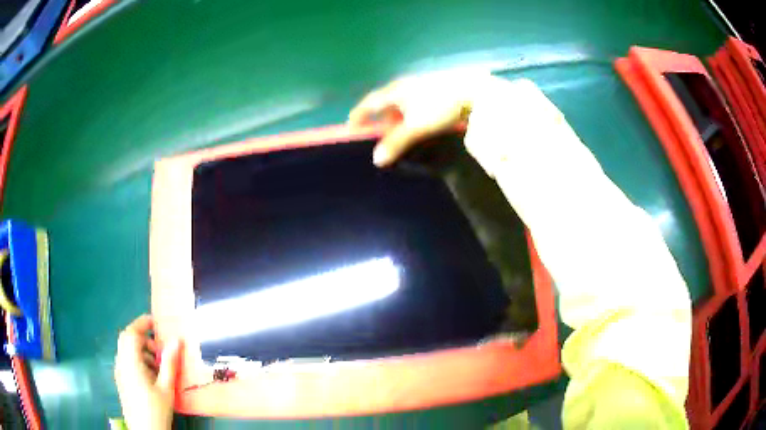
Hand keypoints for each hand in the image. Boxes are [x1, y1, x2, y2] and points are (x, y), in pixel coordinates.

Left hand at [114, 315, 182, 429]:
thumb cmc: (156, 409)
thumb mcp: (166, 388)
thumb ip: (169, 363)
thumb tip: (177, 340)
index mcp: (130, 363)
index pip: (131, 333)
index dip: (141, 323)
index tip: (156, 321)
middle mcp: (121, 363)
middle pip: (127, 340)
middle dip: (144, 338)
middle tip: (160, 349)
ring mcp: (119, 372)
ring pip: (127, 351)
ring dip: (142, 351)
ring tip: (159, 366)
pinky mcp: (121, 380)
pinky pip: (127, 361)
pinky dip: (138, 360)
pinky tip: (152, 376)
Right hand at [348, 70, 491, 166]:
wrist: (472, 90)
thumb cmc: (440, 106)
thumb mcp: (416, 127)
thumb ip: (396, 142)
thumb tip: (376, 159)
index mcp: (395, 91)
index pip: (369, 102)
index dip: (358, 114)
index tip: (350, 126)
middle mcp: (404, 85)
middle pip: (384, 101)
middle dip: (378, 117)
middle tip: (376, 132)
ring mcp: (419, 84)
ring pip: (400, 101)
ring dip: (395, 115)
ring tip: (398, 129)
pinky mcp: (433, 87)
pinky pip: (413, 101)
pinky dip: (408, 112)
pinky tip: (417, 120)